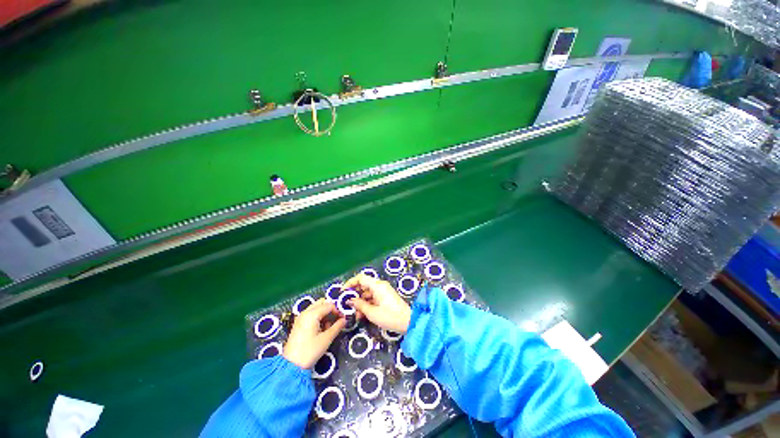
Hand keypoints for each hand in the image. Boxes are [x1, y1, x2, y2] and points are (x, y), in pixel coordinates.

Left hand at [283, 299, 345, 368]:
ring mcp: (300, 318)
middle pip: (321, 302)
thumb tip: (344, 320)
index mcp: (312, 314)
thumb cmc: (310, 351)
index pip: (329, 305)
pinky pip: (311, 314)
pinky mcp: (298, 324)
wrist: (291, 366)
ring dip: (324, 313)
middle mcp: (305, 312)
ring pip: (316, 308)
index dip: (338, 311)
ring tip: (328, 327)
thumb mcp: (326, 339)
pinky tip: (320, 329)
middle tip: (335, 320)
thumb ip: (337, 327)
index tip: (342, 320)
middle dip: (330, 309)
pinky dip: (318, 317)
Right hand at [344, 274, 411, 333]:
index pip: (361, 278)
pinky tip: (361, 314)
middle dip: (354, 294)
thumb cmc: (390, 316)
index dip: (350, 283)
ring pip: (367, 292)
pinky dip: (366, 303)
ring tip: (353, 312)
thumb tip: (350, 300)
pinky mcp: (385, 297)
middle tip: (346, 304)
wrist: (408, 322)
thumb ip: (360, 305)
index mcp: (377, 285)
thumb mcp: (372, 313)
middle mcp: (380, 286)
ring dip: (360, 301)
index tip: (343, 292)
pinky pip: (373, 297)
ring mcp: (383, 291)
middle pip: (363, 285)